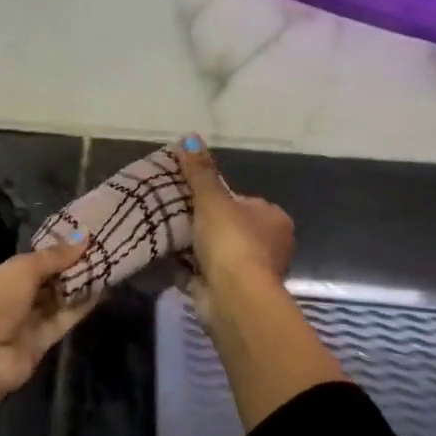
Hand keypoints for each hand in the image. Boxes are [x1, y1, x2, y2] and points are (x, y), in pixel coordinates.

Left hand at [0, 238, 91, 435]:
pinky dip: (78, 308)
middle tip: (96, 254)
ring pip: (51, 303)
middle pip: (38, 284)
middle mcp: (1, 302)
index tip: (75, 244)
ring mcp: (18, 326)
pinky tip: (100, 292)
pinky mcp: (36, 346)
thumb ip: (53, 256)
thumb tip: (83, 236)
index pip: (20, 265)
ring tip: (105, 268)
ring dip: (75, 288)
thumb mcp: (21, 269)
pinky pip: (59, 322)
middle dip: (64, 271)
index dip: (47, 255)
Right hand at [174, 136, 341, 426]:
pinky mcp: (230, 293)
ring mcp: (250, 272)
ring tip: (161, 233)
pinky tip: (163, 257)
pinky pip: (203, 273)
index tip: (190, 196)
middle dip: (202, 224)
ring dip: (193, 247)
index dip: (216, 198)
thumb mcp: (212, 199)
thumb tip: (189, 137)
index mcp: (274, 218)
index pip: (243, 201)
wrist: (234, 297)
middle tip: (171, 213)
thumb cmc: (231, 241)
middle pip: (228, 227)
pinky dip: (186, 267)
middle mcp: (269, 245)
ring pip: (215, 251)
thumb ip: (200, 171)